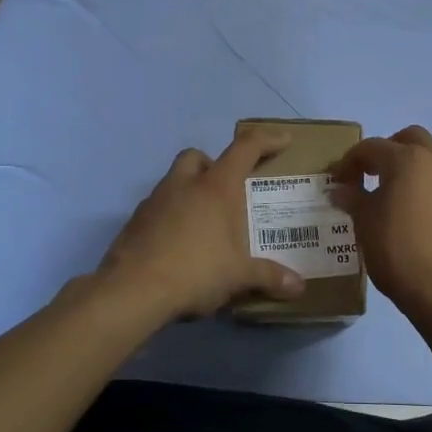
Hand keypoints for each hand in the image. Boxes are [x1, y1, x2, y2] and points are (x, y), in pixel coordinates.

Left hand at [94, 126, 306, 321]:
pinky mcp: (134, 223)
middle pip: (197, 157)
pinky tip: (179, 246)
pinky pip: (157, 209)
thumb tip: (299, 287)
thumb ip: (269, 277)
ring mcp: (154, 202)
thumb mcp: (238, 277)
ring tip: (204, 225)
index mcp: (215, 188)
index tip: (283, 141)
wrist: (132, 291)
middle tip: (227, 192)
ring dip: (189, 192)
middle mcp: (183, 185)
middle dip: (213, 165)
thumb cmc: (195, 272)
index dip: (266, 140)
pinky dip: (170, 218)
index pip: (244, 148)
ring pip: (173, 181)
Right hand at [330, 126, 431, 324]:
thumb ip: (353, 199)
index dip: (349, 162)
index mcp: (407, 159)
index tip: (337, 181)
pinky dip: (426, 186)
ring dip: (409, 166)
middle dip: (386, 150)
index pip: (371, 148)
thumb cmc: (397, 251)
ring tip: (390, 194)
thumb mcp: (364, 223)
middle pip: (409, 139)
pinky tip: (413, 213)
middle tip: (368, 174)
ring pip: (430, 158)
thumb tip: (340, 190)